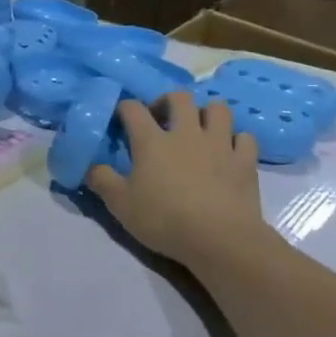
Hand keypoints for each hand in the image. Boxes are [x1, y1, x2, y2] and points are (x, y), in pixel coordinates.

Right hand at [89, 92, 278, 269]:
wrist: (221, 239)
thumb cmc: (165, 219)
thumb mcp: (121, 205)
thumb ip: (102, 181)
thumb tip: (90, 166)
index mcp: (152, 141)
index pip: (133, 109)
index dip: (125, 108)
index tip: (121, 118)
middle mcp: (186, 133)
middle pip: (180, 97)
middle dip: (169, 101)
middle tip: (163, 119)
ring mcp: (219, 144)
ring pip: (218, 109)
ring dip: (207, 113)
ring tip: (199, 129)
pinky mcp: (245, 161)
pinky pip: (245, 138)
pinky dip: (236, 140)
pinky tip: (229, 151)